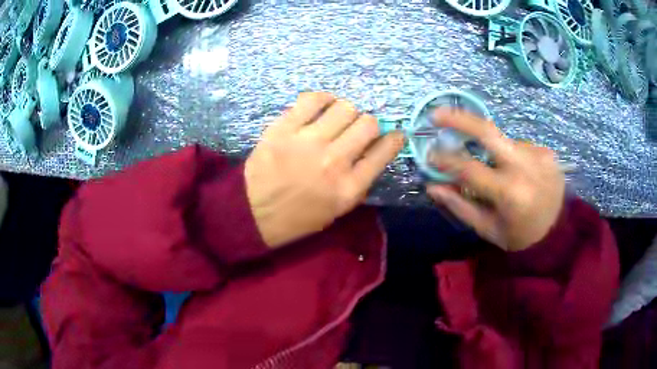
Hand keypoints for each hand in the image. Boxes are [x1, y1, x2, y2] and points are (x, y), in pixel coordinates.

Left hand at [245, 92, 403, 247]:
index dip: (394, 139)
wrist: (253, 212)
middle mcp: (334, 161)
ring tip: (337, 118)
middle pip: (368, 124)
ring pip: (345, 107)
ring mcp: (308, 142)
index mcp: (349, 188)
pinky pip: (313, 99)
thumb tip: (375, 149)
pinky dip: (323, 99)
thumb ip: (359, 180)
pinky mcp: (284, 128)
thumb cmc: (297, 217)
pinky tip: (321, 106)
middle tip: (356, 130)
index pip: (384, 152)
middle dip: (368, 125)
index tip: (394, 134)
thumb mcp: (337, 209)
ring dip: (346, 112)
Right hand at [427, 109, 564, 251]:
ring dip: (494, 151)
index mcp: (509, 193)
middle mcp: (525, 167)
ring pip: (504, 142)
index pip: (469, 168)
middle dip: (459, 119)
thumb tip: (432, 186)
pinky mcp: (547, 152)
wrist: (558, 232)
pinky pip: (520, 147)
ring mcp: (539, 155)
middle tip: (437, 114)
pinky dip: (511, 155)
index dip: (445, 160)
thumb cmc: (519, 235)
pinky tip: (518, 172)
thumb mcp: (488, 228)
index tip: (430, 155)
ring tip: (499, 171)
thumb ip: (460, 206)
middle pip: (488, 131)